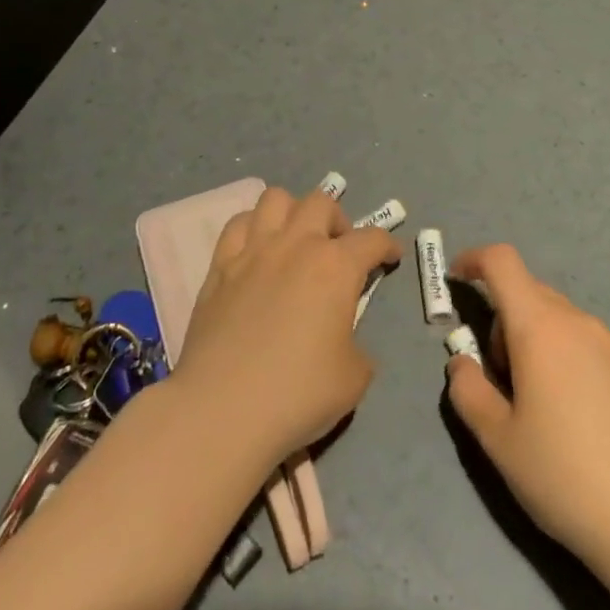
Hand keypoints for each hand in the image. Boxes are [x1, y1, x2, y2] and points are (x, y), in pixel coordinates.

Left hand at [174, 185, 401, 465]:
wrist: (223, 410)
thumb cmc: (297, 394)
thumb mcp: (353, 378)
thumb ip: (356, 345)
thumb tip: (342, 338)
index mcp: (336, 267)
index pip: (372, 239)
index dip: (387, 246)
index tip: (390, 257)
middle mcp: (296, 245)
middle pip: (321, 203)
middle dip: (338, 221)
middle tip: (340, 251)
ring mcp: (253, 251)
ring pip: (276, 199)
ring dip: (293, 213)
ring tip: (296, 241)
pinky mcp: (219, 267)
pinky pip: (238, 224)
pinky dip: (253, 228)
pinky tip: (257, 252)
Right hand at [446, 244, 609, 565]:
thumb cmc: (564, 476)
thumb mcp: (498, 440)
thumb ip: (468, 390)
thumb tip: (462, 362)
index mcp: (540, 328)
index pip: (503, 263)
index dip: (475, 260)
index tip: (458, 279)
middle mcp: (580, 322)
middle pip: (531, 293)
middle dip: (506, 320)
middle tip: (503, 378)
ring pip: (564, 321)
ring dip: (541, 340)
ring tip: (545, 403)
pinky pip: (594, 344)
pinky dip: (574, 358)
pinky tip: (585, 415)